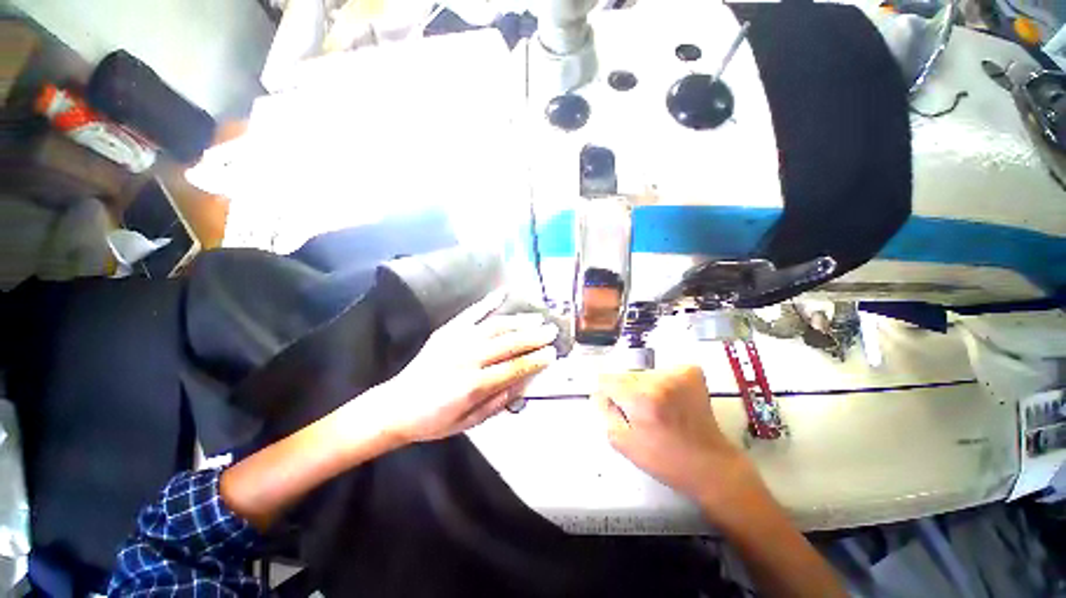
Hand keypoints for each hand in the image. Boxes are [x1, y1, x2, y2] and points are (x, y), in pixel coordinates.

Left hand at [375, 290, 557, 443]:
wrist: (395, 406)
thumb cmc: (434, 421)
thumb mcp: (469, 423)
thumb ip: (499, 402)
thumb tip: (525, 382)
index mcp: (472, 385)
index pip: (513, 368)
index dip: (535, 360)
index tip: (552, 353)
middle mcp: (466, 358)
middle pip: (508, 344)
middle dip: (533, 336)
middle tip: (552, 331)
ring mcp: (455, 340)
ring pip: (495, 326)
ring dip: (519, 321)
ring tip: (537, 317)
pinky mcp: (447, 331)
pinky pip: (471, 313)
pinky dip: (488, 302)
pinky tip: (503, 293)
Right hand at [593, 365, 767, 517]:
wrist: (710, 465)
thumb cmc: (664, 460)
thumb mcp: (624, 444)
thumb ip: (605, 413)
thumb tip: (597, 393)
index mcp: (640, 399)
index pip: (607, 379)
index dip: (606, 391)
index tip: (613, 403)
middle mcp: (658, 380)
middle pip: (626, 375)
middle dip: (626, 390)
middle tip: (638, 412)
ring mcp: (677, 373)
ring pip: (644, 373)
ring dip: (644, 386)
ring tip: (657, 407)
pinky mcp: (691, 372)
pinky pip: (664, 370)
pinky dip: (662, 381)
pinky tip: (671, 399)